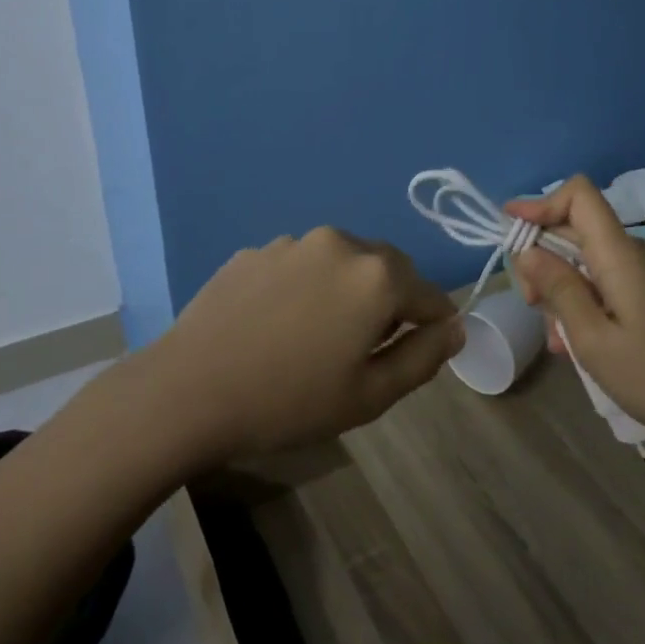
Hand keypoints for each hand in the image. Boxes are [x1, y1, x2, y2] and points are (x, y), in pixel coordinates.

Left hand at [145, 226, 462, 461]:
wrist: (189, 390)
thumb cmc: (290, 400)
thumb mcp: (370, 394)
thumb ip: (423, 357)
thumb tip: (455, 328)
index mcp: (375, 275)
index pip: (428, 293)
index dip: (435, 322)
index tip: (426, 348)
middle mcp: (338, 243)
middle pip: (386, 268)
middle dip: (391, 300)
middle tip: (369, 347)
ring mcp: (291, 242)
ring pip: (340, 262)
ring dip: (346, 289)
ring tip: (318, 335)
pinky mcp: (254, 251)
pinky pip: (298, 265)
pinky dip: (305, 286)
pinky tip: (278, 324)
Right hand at [507, 177, 644, 450]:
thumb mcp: (592, 339)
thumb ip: (558, 288)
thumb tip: (528, 250)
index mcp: (620, 254)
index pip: (579, 195)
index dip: (540, 204)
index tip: (511, 233)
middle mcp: (635, 252)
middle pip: (576, 230)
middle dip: (543, 260)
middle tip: (531, 306)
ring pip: (587, 260)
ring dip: (562, 289)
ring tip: (558, 340)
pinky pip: (606, 281)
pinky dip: (584, 301)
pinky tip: (578, 343)